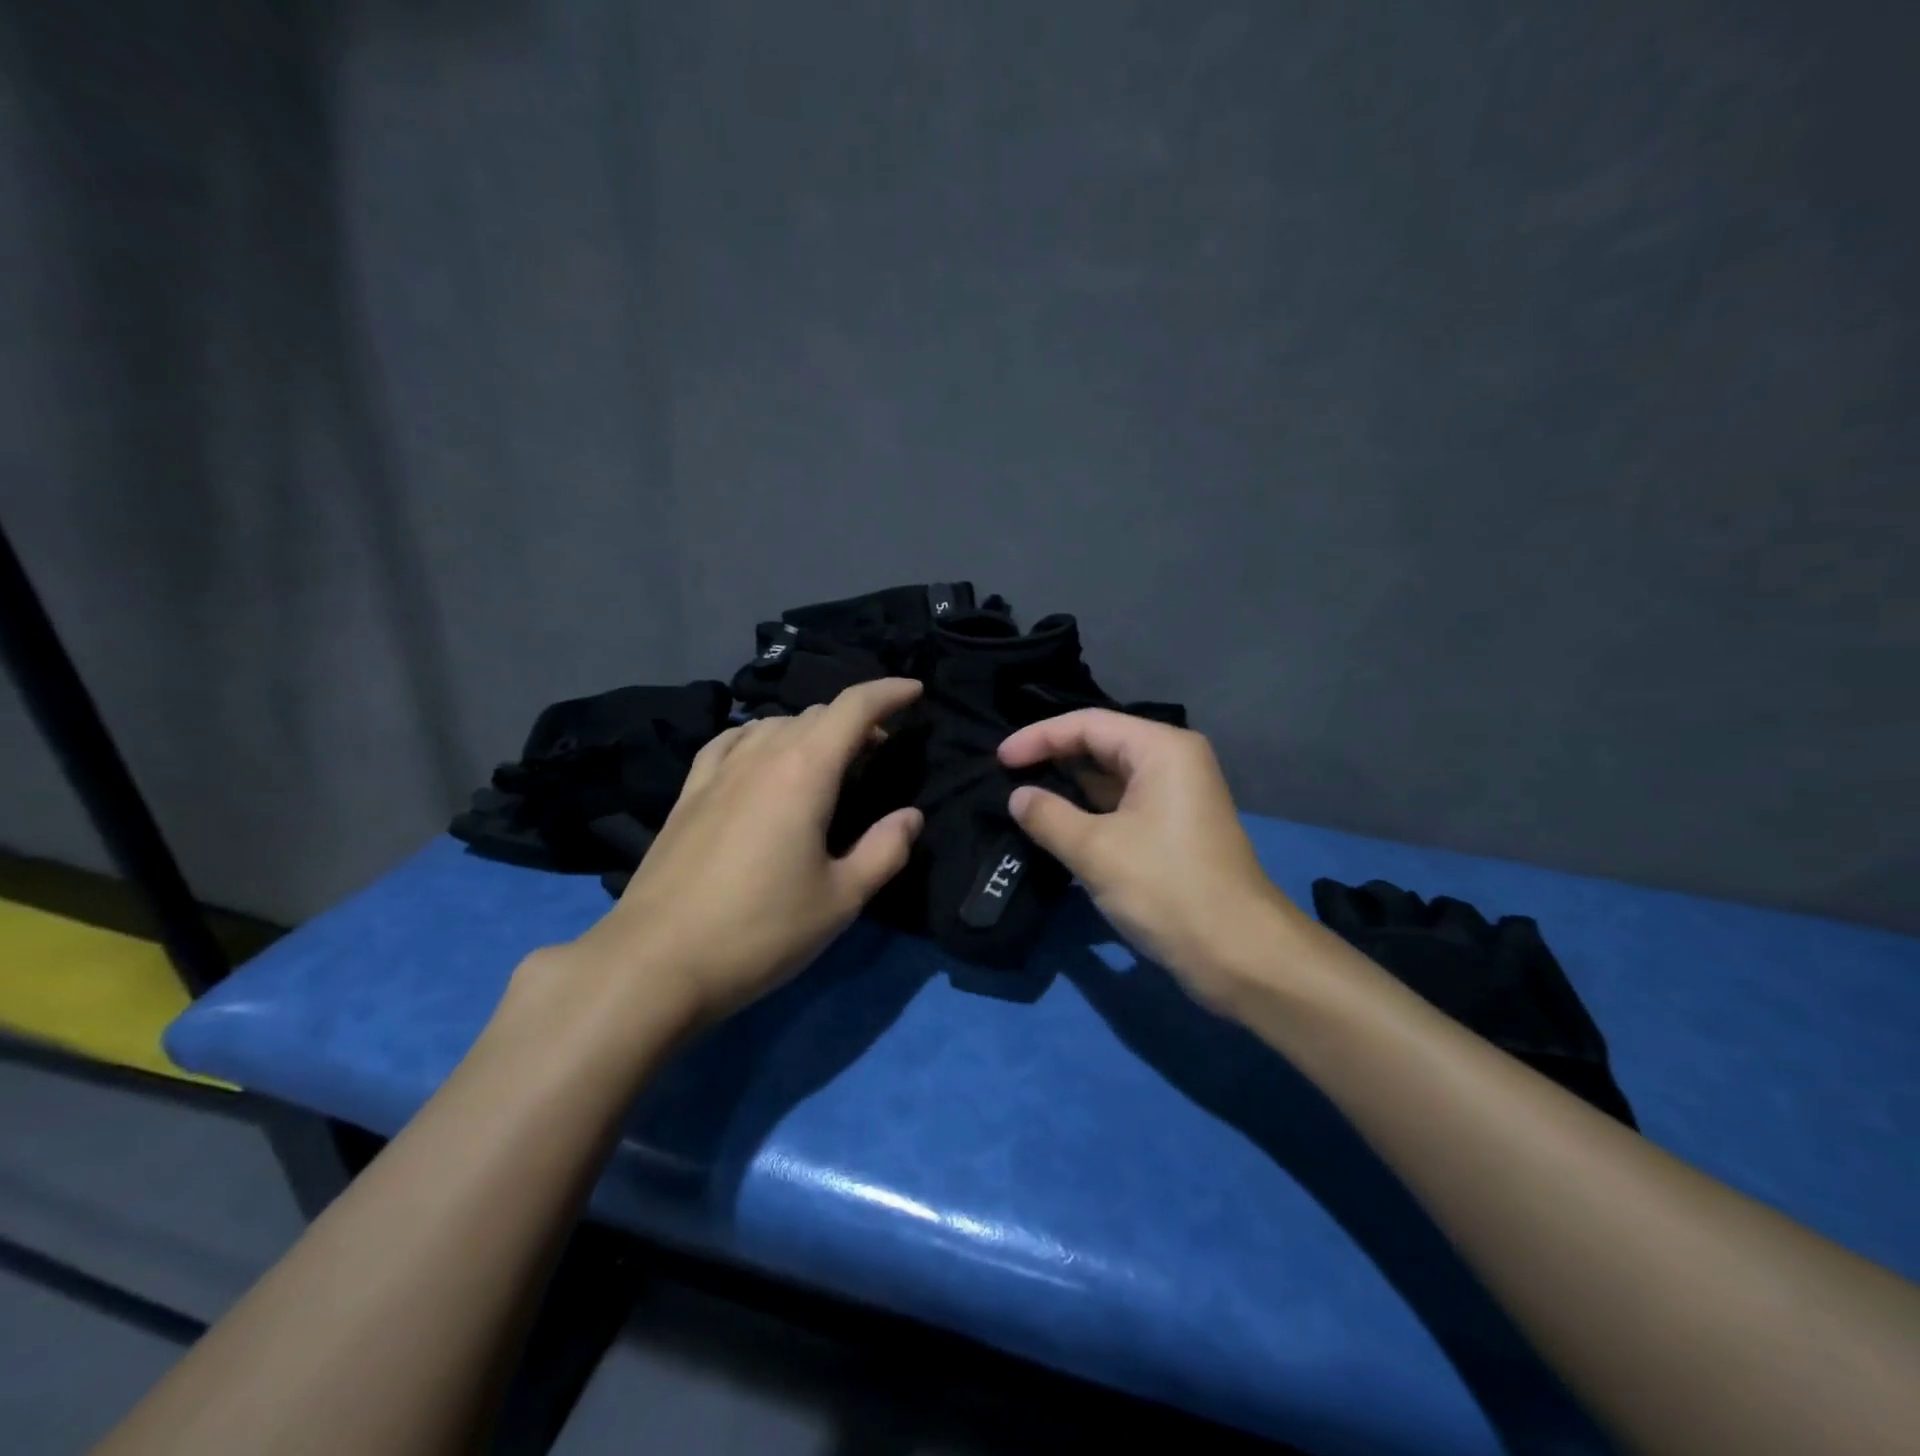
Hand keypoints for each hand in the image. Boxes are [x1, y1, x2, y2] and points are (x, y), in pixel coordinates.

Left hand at [556, 679, 925, 1025]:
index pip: (852, 708)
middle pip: (815, 714)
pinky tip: (761, 757)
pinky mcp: (688, 794)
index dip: (889, 693)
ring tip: (828, 758)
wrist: (655, 962)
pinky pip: (731, 742)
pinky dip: (760, 737)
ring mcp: (717, 772)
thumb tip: (910, 816)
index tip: (915, 691)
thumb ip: (884, 850)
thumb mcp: (840, 900)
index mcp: (804, 772)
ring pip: (774, 724)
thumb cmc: (760, 931)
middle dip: (856, 720)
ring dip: (811, 729)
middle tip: (879, 750)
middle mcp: (760, 756)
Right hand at [998, 709, 1305, 1011]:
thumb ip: (1048, 816)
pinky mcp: (1174, 829)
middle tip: (1006, 776)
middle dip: (1053, 758)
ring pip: (1111, 778)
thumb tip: (1018, 797)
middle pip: (1101, 744)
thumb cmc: (1166, 889)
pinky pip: (1122, 805)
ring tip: (1022, 797)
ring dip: (1069, 788)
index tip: (999, 759)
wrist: (1239, 954)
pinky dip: (1089, 811)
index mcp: (1161, 749)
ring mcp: (1176, 796)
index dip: (1038, 737)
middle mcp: (1173, 761)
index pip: (1087, 724)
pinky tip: (1056, 825)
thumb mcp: (1095, 850)